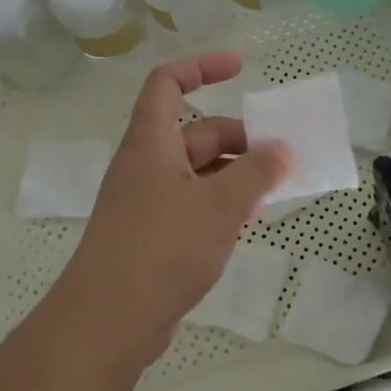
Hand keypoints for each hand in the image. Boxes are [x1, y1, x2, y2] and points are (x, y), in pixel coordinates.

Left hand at [60, 52, 291, 361]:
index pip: (168, 83)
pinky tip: (249, 220)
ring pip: (199, 171)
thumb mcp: (218, 204)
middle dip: (240, 139)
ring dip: (235, 173)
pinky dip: (222, 202)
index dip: (202, 67)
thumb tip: (283, 148)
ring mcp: (148, 201)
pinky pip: (194, 202)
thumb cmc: (161, 248)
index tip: (240, 69)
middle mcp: (147, 164)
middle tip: (280, 158)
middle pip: (196, 132)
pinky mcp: (153, 234)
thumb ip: (256, 172)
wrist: (107, 323)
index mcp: (152, 142)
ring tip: (274, 190)